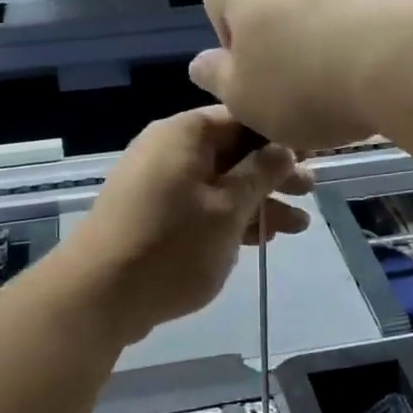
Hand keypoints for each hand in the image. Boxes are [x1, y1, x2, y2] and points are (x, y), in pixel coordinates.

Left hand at [64, 106, 313, 344]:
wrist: (98, 295)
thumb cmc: (171, 245)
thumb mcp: (228, 209)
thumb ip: (260, 174)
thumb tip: (284, 147)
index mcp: (184, 134)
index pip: (242, 117)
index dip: (280, 135)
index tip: (314, 154)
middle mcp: (168, 149)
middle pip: (232, 151)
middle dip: (273, 173)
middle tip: (311, 190)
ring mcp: (158, 183)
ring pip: (219, 182)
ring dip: (257, 201)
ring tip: (297, 225)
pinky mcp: (153, 214)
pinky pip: (200, 205)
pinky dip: (229, 218)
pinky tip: (261, 238)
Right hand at [189, 0, 412, 150]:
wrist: (404, 62)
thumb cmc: (306, 87)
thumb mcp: (244, 100)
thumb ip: (217, 79)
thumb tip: (201, 63)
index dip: (226, 36)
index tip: (249, 73)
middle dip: (277, 38)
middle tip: (293, 85)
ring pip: (318, 4)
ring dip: (320, 35)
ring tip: (341, 82)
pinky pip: (362, 11)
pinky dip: (361, 35)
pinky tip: (376, 70)